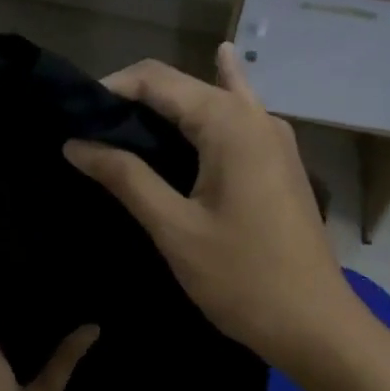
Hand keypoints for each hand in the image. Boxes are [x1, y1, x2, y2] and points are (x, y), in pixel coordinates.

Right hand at [64, 43, 358, 374]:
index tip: (75, 115)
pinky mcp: (279, 160)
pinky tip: (220, 65)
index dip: (111, 88)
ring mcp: (274, 137)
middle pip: (184, 85)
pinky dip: (215, 99)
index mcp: (229, 123)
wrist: (315, 325)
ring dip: (168, 105)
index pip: (157, 79)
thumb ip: (126, 178)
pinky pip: (238, 116)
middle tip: (90, 127)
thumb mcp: (174, 228)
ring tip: (124, 120)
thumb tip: (75, 143)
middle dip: (134, 98)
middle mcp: (255, 116)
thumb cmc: (241, 279)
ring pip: (212, 99)